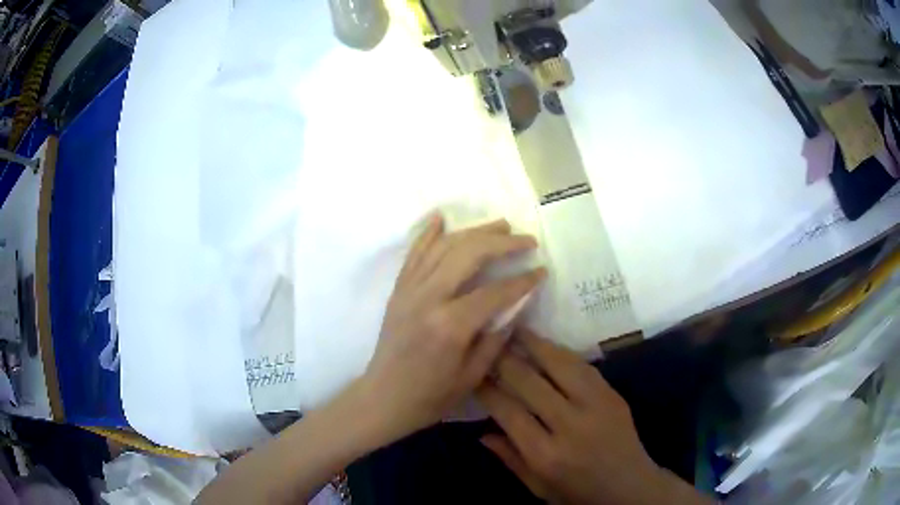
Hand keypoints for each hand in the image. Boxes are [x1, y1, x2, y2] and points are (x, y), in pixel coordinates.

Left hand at [360, 214, 545, 443]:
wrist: (384, 397)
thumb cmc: (430, 396)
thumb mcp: (472, 376)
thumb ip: (496, 336)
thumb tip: (518, 304)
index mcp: (450, 325)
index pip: (496, 291)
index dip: (523, 280)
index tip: (542, 271)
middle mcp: (428, 298)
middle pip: (469, 255)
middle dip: (503, 243)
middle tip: (527, 241)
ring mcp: (409, 290)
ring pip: (444, 247)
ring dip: (474, 231)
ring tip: (500, 225)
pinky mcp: (398, 290)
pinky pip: (414, 253)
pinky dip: (428, 233)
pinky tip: (441, 217)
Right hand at [477, 329, 709, 504]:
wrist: (629, 487)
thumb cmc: (578, 493)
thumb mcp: (537, 488)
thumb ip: (510, 459)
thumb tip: (481, 433)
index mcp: (545, 454)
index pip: (508, 411)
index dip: (486, 388)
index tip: (472, 372)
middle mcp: (569, 425)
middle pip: (529, 381)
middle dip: (504, 359)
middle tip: (486, 342)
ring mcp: (595, 405)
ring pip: (559, 365)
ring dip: (534, 344)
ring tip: (514, 328)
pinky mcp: (612, 395)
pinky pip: (583, 366)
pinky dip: (560, 353)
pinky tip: (546, 344)